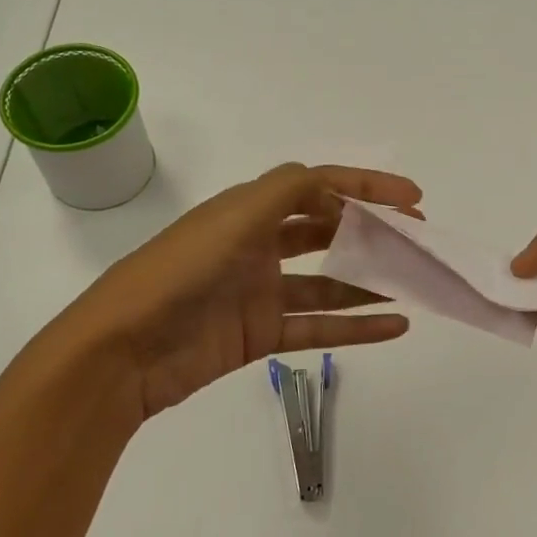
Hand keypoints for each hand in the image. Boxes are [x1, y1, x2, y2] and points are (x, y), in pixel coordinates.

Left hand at [47, 163, 421, 426]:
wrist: (121, 352)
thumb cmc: (179, 274)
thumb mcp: (233, 218)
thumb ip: (285, 192)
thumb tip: (332, 184)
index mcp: (250, 210)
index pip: (318, 187)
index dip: (366, 187)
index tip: (411, 199)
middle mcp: (258, 245)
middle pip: (326, 231)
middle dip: (371, 231)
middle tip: (416, 239)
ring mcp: (260, 292)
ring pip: (328, 282)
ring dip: (369, 281)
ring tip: (414, 283)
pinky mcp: (260, 334)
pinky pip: (318, 326)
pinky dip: (356, 326)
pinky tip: (395, 325)